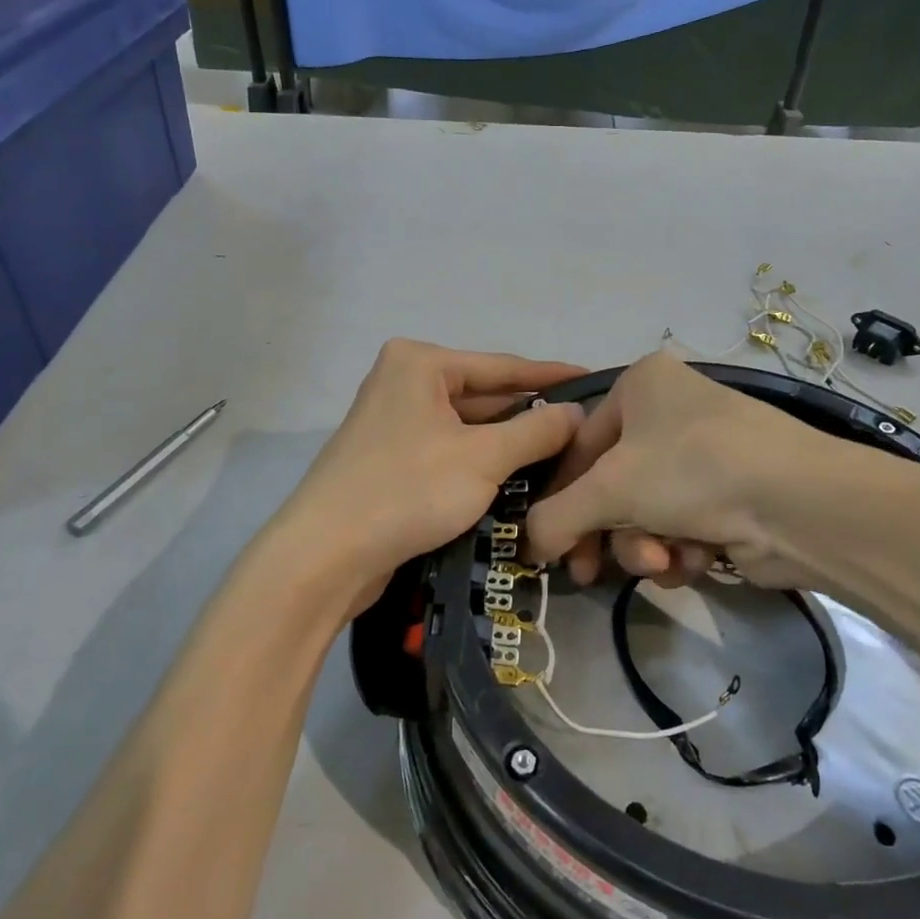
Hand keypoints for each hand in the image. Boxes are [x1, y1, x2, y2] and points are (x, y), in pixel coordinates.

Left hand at [269, 339, 586, 619]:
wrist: (324, 556)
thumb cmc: (407, 490)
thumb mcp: (483, 458)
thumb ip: (537, 431)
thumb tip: (577, 413)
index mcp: (420, 363)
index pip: (503, 366)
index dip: (552, 376)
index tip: (594, 380)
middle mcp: (404, 381)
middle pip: (484, 395)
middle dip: (531, 415)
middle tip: (585, 428)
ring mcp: (393, 420)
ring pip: (468, 426)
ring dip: (509, 443)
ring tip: (564, 453)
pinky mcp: (390, 457)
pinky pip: (449, 449)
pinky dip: (481, 461)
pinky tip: (518, 476)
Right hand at [526, 350, 825, 589]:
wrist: (802, 504)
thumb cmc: (692, 470)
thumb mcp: (609, 489)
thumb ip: (553, 517)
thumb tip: (529, 546)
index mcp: (641, 384)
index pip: (578, 445)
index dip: (560, 499)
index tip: (550, 547)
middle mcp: (670, 411)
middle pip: (611, 484)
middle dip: (609, 531)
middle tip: (589, 572)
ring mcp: (703, 453)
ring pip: (645, 511)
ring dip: (646, 545)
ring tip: (665, 560)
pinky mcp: (730, 493)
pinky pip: (681, 525)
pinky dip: (681, 549)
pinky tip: (698, 558)